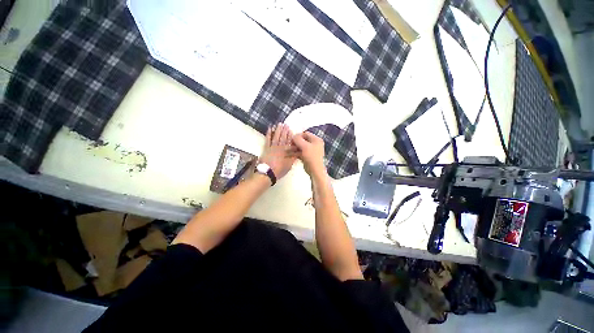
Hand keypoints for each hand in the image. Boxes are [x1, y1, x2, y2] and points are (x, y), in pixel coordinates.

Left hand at [259, 124, 296, 180]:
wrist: (267, 173)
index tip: (292, 130)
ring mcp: (272, 147)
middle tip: (286, 124)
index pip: (289, 142)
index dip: (291, 136)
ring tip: (279, 124)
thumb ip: (293, 158)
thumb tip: (298, 152)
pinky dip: (269, 134)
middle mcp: (279, 147)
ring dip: (278, 130)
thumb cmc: (279, 170)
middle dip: (285, 131)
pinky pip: (267, 140)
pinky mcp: (266, 149)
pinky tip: (270, 129)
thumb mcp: (288, 165)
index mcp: (285, 151)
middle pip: (282, 138)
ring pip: (276, 137)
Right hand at [292, 131, 325, 176]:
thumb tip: (293, 136)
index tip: (291, 139)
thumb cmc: (311, 157)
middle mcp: (314, 144)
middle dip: (295, 142)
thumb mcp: (304, 146)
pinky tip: (289, 154)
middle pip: (302, 140)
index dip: (298, 136)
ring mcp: (311, 151)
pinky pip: (300, 152)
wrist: (315, 170)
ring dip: (294, 148)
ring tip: (287, 150)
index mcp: (316, 140)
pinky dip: (295, 153)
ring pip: (300, 147)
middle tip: (289, 145)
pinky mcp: (307, 156)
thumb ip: (298, 139)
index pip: (306, 134)